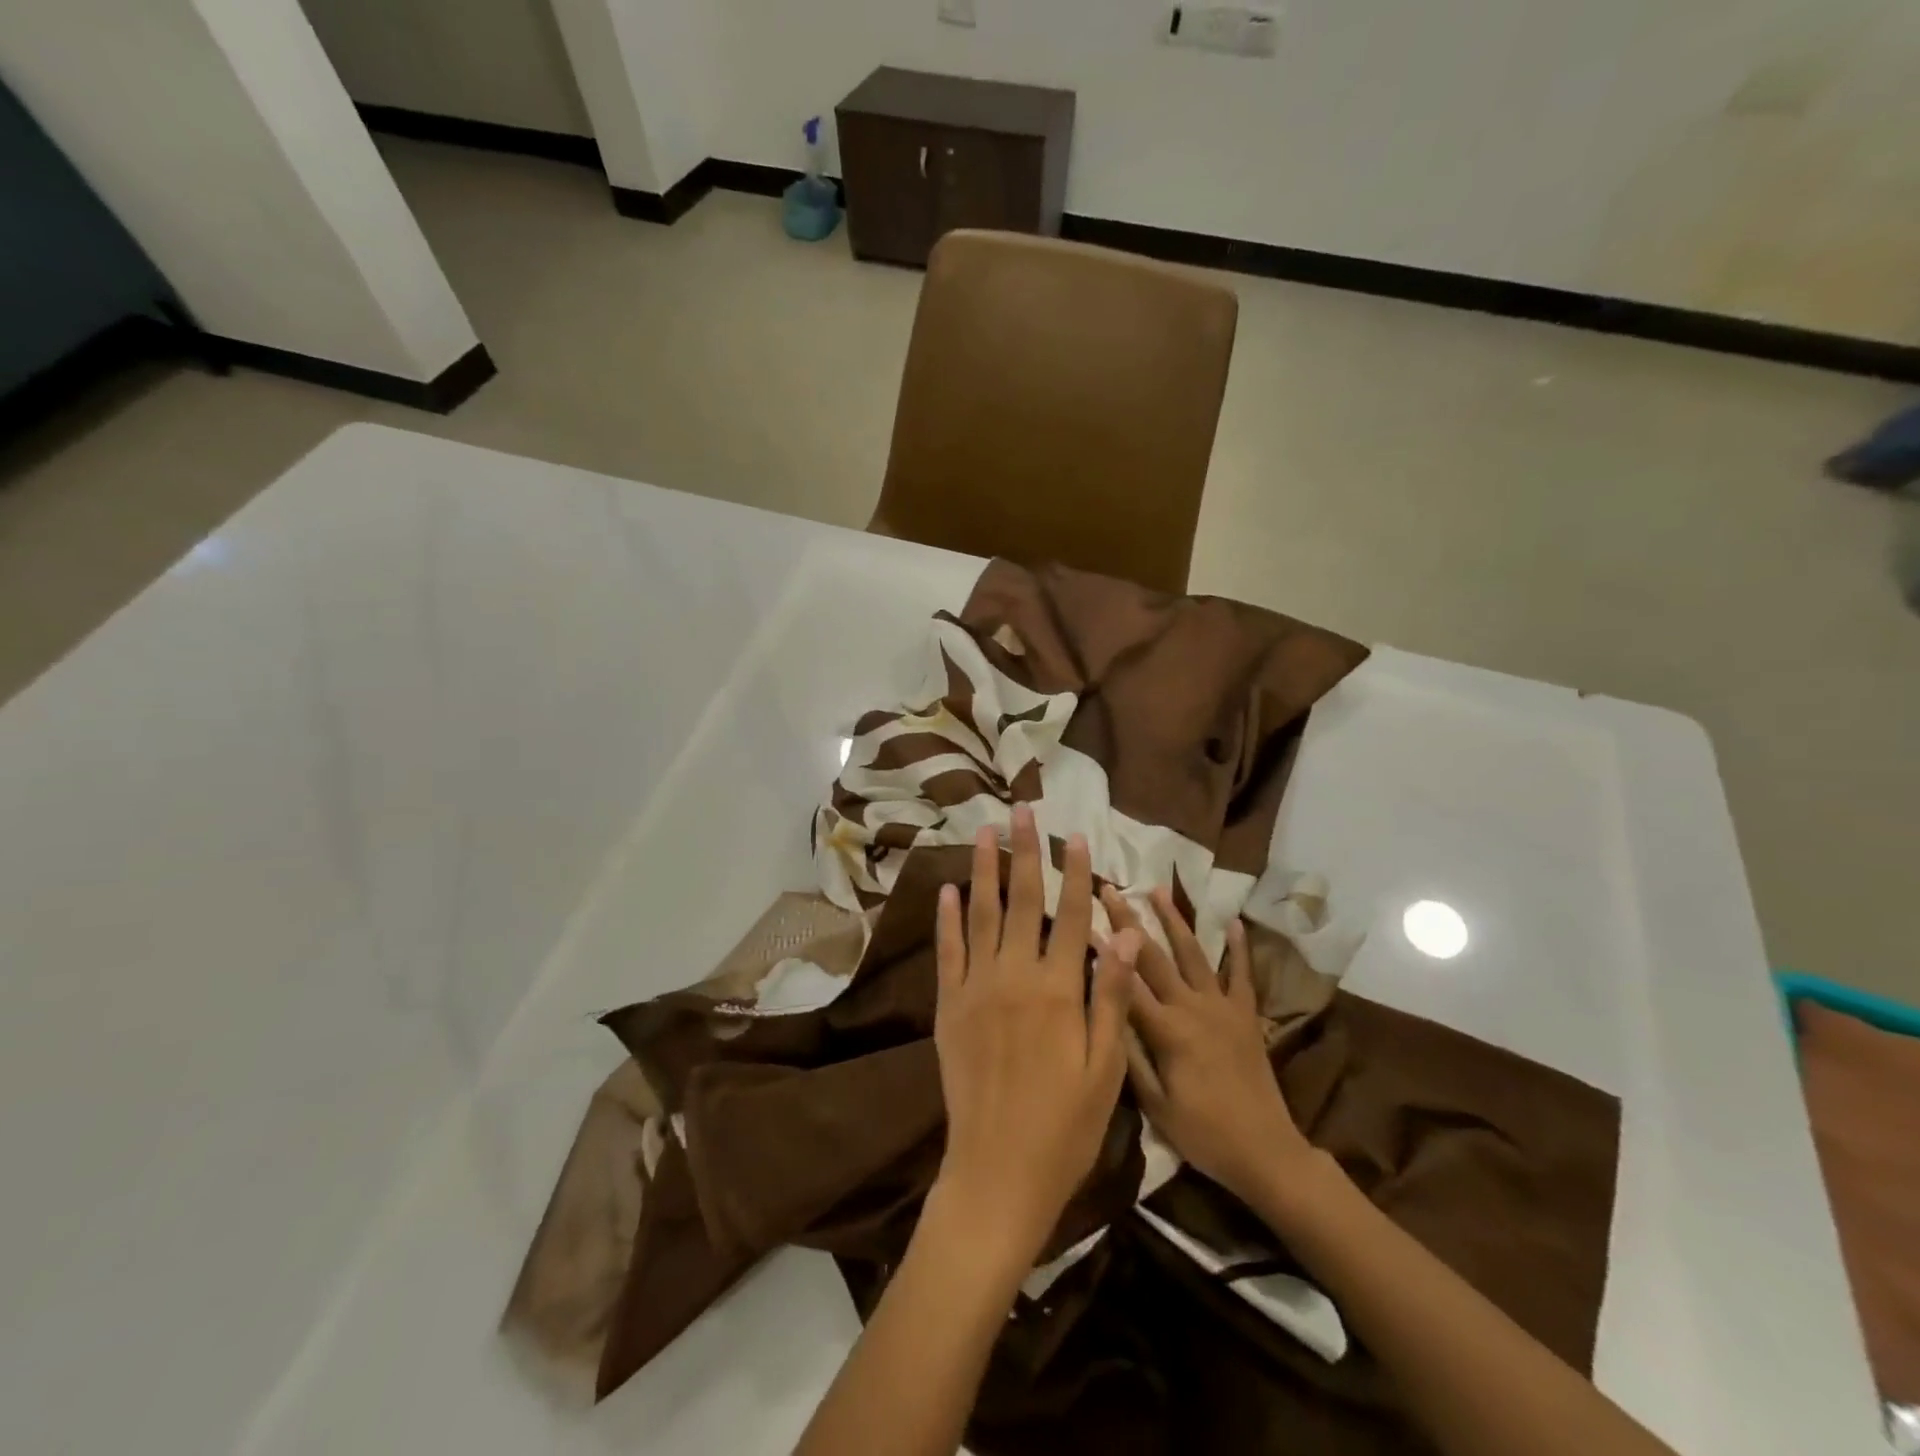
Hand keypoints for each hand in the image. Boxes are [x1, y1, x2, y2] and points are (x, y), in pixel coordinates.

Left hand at [931, 805, 1139, 1266]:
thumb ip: (1111, 995)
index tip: (1075, 836)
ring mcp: (976, 989)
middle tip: (1022, 811)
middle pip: (1022, 901)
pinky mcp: (949, 1007)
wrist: (997, 1172)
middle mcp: (1014, 977)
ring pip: (980, 915)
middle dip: (1025, 853)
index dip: (1075, 874)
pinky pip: (948, 951)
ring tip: (985, 833)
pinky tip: (949, 889)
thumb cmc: (1065, 1126)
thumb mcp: (1106, 1068)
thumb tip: (1123, 932)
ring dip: (984, 870)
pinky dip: (947, 918)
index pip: (1072, 916)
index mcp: (1059, 990)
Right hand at [1106, 886, 1312, 1206]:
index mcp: (1167, 1031)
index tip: (1081, 920)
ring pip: (1194, 953)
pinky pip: (1242, 974)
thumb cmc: (1203, 1134)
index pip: (1126, 982)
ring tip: (1157, 889)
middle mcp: (1193, 1008)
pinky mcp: (1246, 1015)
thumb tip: (1104, 1010)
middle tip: (1110, 888)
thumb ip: (1129, 1055)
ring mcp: (1222, 1007)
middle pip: (1154, 957)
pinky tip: (1234, 921)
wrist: (1266, 1153)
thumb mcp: (1155, 1106)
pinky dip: (1240, 946)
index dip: (1102, 951)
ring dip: (1174, 919)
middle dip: (1129, 920)